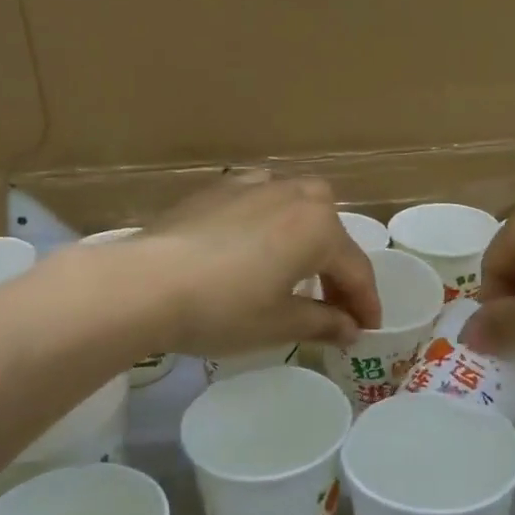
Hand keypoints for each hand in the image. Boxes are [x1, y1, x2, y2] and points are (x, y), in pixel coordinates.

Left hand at [128, 176, 382, 358]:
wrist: (145, 282)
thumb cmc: (223, 308)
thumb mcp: (279, 324)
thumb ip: (323, 322)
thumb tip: (350, 328)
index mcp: (319, 227)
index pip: (356, 269)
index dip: (365, 303)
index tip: (368, 330)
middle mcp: (295, 195)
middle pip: (331, 231)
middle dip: (338, 268)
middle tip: (334, 305)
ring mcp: (255, 184)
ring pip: (299, 206)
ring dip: (308, 237)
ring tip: (296, 270)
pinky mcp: (221, 187)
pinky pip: (262, 198)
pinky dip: (272, 219)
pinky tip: (256, 239)